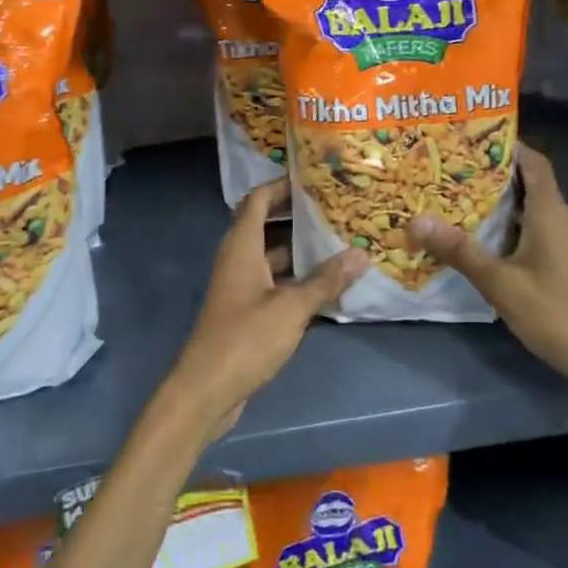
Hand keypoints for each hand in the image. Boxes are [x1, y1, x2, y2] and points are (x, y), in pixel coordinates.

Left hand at [165, 179, 366, 443]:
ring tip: (339, 241)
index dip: (281, 184)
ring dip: (300, 249)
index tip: (314, 178)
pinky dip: (296, 278)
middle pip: (266, 224)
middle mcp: (238, 258)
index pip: (258, 199)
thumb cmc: (245, 338)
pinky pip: (273, 281)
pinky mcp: (246, 309)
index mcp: (241, 245)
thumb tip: (360, 254)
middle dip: (297, 215)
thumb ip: (325, 281)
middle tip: (336, 208)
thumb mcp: (291, 308)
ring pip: (273, 255)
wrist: (207, 389)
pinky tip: (327, 284)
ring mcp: (241, 284)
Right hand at [407, 144, 567, 393]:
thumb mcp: (501, 283)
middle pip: (523, 181)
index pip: (532, 160)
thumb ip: (459, 250)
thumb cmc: (559, 314)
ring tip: (447, 192)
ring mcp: (559, 243)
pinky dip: (499, 225)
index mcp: (549, 211)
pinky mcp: (557, 264)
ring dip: (491, 199)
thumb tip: (415, 218)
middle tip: (443, 162)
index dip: (505, 142)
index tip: (467, 132)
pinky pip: (524, 230)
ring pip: (523, 207)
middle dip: (486, 170)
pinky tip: (471, 235)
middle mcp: (557, 219)